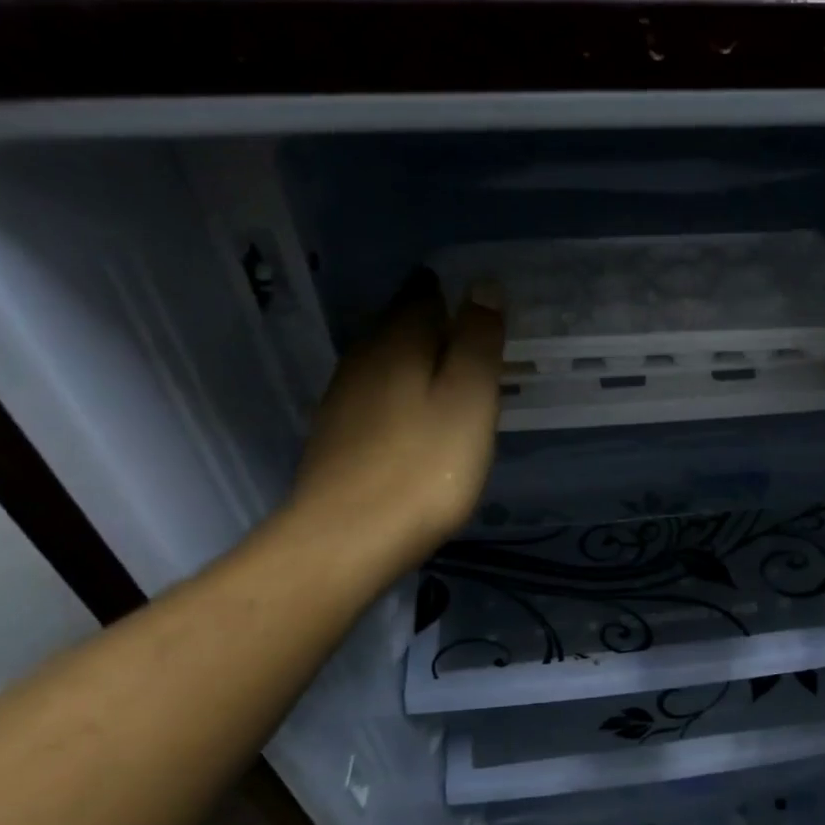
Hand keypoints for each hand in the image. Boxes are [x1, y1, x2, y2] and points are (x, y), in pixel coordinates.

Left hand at [281, 269, 504, 570]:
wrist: (347, 539)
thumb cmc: (424, 467)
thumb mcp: (469, 399)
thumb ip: (477, 340)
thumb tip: (483, 285)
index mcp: (397, 341)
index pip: (424, 293)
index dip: (456, 295)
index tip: (487, 312)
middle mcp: (363, 358)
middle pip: (402, 326)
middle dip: (439, 328)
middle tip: (480, 349)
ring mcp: (344, 398)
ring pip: (388, 363)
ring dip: (421, 365)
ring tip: (457, 384)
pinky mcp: (337, 436)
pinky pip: (377, 397)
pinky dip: (404, 397)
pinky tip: (420, 423)